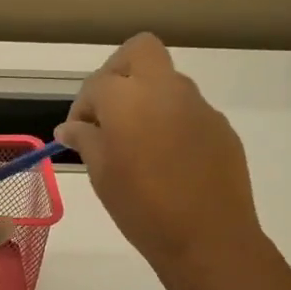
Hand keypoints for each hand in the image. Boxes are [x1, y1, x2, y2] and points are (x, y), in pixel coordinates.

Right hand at [56, 34, 262, 277]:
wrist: (208, 238)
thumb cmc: (142, 208)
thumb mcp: (101, 174)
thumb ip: (85, 140)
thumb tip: (70, 128)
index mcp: (128, 99)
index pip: (97, 83)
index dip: (82, 107)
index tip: (78, 134)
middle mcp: (166, 90)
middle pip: (139, 51)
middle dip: (118, 72)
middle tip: (108, 110)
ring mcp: (198, 106)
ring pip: (166, 81)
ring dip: (146, 98)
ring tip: (136, 142)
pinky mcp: (220, 127)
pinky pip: (188, 111)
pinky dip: (171, 122)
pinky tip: (166, 160)